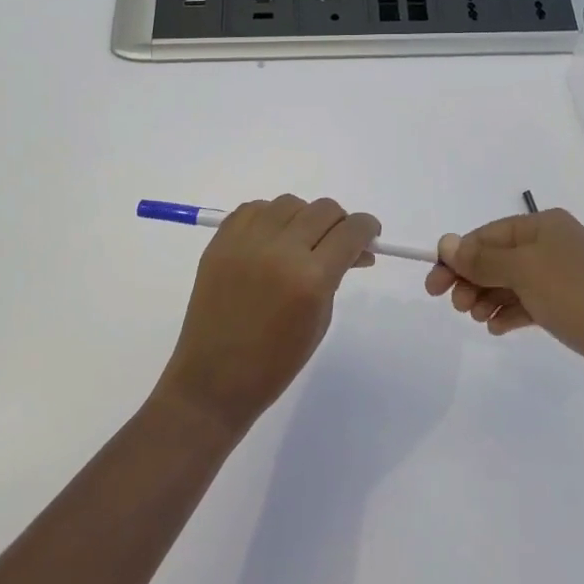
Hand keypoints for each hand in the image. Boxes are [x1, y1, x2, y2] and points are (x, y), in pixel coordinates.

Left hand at [155, 195, 380, 436]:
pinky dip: (269, 218)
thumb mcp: (320, 319)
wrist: (213, 379)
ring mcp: (246, 242)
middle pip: (324, 209)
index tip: (369, 236)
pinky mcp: (220, 241)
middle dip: (339, 223)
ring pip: (290, 203)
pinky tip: (271, 240)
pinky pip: (254, 208)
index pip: (352, 231)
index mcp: (311, 278)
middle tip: (336, 244)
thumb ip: (336, 276)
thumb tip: (354, 249)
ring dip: (303, 217)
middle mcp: (280, 250)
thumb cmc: (276, 362)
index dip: (367, 229)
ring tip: (299, 242)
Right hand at [425, 209, 583, 394]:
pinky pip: (527, 301)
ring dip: (487, 297)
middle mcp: (553, 243)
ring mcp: (562, 274)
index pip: (488, 235)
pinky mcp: (569, 303)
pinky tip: (497, 328)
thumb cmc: (575, 297)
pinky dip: (509, 311)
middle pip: (497, 257)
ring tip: (476, 318)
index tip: (433, 286)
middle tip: (456, 306)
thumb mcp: (523, 273)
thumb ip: (481, 259)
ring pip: (510, 281)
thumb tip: (446, 243)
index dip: (457, 257)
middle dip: (472, 279)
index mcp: (544, 225)